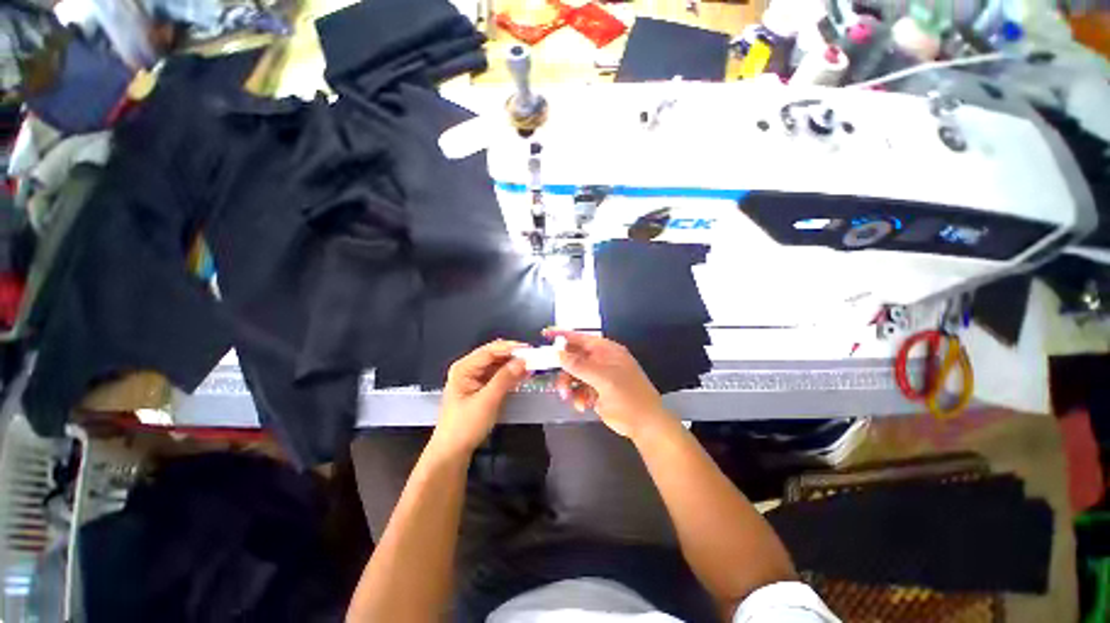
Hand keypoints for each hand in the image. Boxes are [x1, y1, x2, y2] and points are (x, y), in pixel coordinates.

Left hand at [429, 340, 527, 459]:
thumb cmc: (466, 426)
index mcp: (464, 368)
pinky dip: (509, 375)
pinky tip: (522, 375)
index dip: (510, 348)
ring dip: (513, 365)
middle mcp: (468, 369)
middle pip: (493, 356)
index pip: (489, 351)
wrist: (452, 453)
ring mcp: (474, 379)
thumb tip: (523, 361)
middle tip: (533, 357)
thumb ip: (505, 379)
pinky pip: (497, 376)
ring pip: (497, 365)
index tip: (530, 349)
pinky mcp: (480, 389)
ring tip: (531, 365)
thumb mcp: (487, 401)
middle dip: (513, 355)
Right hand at [545, 328, 674, 439]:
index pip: (581, 338)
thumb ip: (580, 365)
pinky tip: (581, 405)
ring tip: (567, 397)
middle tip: (554, 379)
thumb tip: (558, 353)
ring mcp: (598, 376)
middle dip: (563, 368)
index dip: (562, 335)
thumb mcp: (604, 379)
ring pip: (573, 374)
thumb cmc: (628, 397)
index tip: (544, 334)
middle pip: (574, 357)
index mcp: (606, 350)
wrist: (645, 424)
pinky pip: (578, 388)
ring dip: (568, 385)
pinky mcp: (596, 391)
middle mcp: (601, 360)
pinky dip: (576, 396)